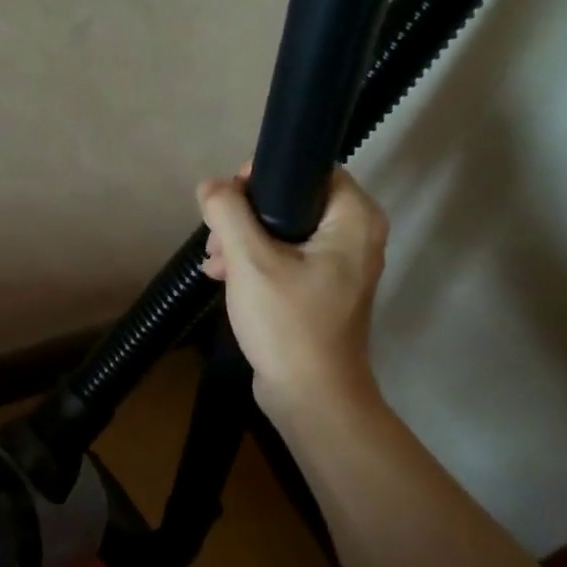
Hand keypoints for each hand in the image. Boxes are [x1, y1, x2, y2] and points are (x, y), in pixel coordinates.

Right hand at [198, 166, 389, 419]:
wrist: (310, 396)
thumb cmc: (288, 323)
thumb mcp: (251, 261)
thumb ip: (228, 213)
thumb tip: (210, 186)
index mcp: (354, 218)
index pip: (310, 170)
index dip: (265, 176)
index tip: (229, 199)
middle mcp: (356, 236)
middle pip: (291, 201)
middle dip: (244, 217)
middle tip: (215, 240)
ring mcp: (340, 266)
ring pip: (283, 232)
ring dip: (243, 242)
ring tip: (214, 265)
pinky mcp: (322, 291)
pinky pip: (285, 260)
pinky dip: (255, 264)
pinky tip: (224, 279)